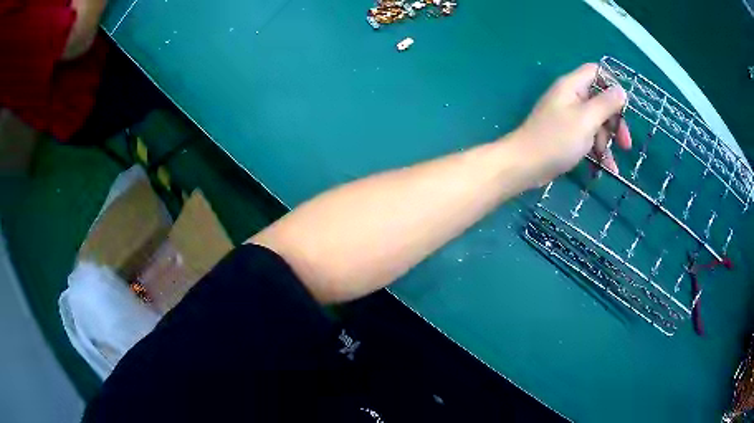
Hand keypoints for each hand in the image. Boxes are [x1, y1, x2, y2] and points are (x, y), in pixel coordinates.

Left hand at [513, 63, 631, 182]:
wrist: (525, 165)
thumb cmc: (557, 139)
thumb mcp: (586, 120)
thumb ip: (605, 104)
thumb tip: (621, 90)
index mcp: (572, 86)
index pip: (595, 72)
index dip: (612, 84)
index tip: (626, 106)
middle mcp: (570, 97)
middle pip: (600, 100)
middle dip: (615, 121)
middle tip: (625, 144)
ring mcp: (568, 117)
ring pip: (596, 122)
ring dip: (607, 141)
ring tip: (612, 164)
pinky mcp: (566, 135)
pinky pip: (587, 137)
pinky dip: (597, 150)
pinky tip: (607, 169)